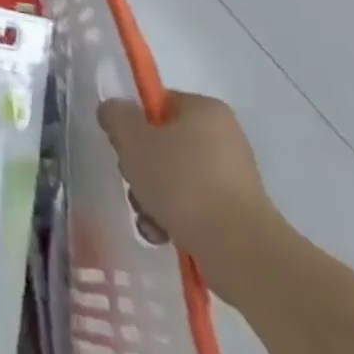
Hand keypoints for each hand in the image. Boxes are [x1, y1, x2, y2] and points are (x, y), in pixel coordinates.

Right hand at [97, 91, 287, 301]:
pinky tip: (162, 232)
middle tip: (134, 182)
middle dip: (140, 166)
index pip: (156, 104)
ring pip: (172, 176)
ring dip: (150, 195)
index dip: (132, 123)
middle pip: (161, 142)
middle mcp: (224, 137)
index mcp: (205, 109)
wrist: (238, 249)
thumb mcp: (131, 138)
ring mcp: (232, 177)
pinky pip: (191, 204)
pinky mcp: (235, 212)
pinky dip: (171, 216)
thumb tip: (115, 112)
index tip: (124, 146)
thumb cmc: (182, 181)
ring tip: (148, 217)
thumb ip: (115, 115)